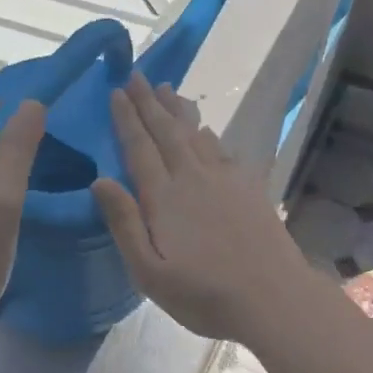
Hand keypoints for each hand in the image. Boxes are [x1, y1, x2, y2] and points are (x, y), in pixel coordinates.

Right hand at [92, 75, 318, 343]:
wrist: (272, 297)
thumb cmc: (204, 293)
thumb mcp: (149, 271)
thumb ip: (124, 223)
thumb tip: (100, 180)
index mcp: (164, 196)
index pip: (139, 147)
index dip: (127, 118)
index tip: (117, 91)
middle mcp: (192, 177)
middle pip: (166, 131)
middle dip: (149, 102)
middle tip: (137, 75)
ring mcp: (224, 179)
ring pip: (195, 133)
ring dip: (177, 110)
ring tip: (167, 89)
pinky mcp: (248, 186)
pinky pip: (221, 148)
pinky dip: (207, 133)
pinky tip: (205, 129)